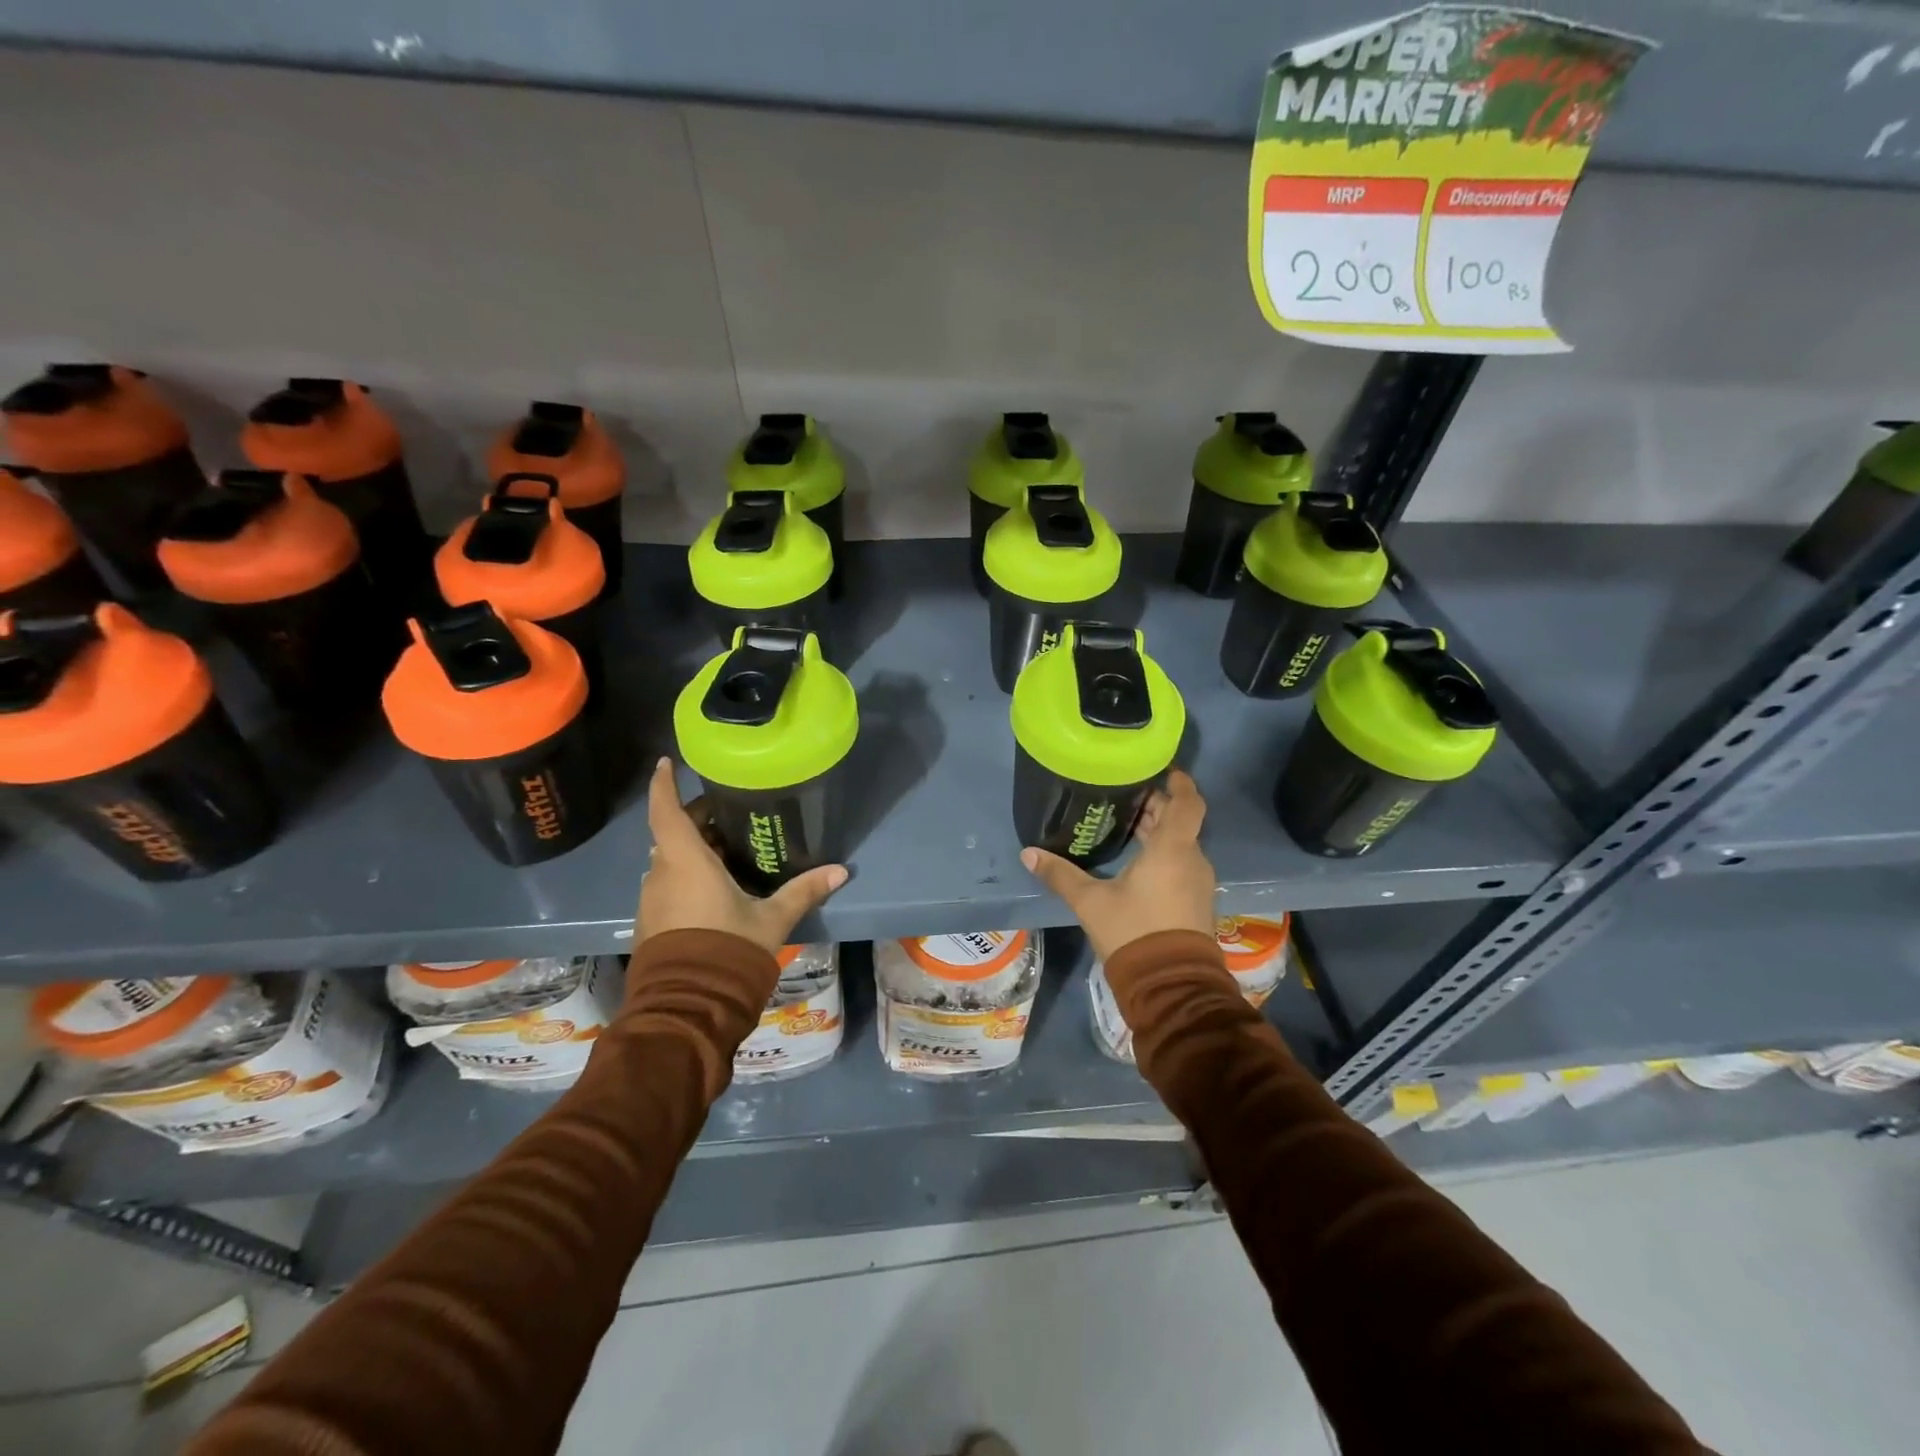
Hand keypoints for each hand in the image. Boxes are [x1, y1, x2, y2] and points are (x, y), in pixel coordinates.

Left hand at [638, 758, 847, 955]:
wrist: (688, 1006)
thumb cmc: (728, 948)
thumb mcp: (772, 919)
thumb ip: (803, 891)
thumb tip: (841, 871)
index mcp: (686, 861)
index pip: (666, 810)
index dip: (664, 784)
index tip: (667, 762)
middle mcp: (661, 873)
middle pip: (672, 833)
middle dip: (695, 819)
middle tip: (727, 812)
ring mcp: (652, 899)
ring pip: (669, 860)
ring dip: (692, 849)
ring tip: (727, 848)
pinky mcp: (651, 922)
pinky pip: (668, 883)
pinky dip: (686, 874)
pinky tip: (715, 885)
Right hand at [1020, 769, 1215, 963]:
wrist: (1169, 985)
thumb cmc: (1133, 931)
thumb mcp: (1090, 901)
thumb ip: (1060, 874)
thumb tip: (1028, 853)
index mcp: (1172, 849)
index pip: (1187, 803)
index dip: (1179, 783)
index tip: (1163, 770)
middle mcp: (1192, 860)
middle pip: (1180, 822)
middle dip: (1158, 807)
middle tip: (1128, 796)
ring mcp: (1198, 883)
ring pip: (1181, 844)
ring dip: (1160, 832)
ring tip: (1128, 824)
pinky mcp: (1197, 902)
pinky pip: (1182, 864)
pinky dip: (1165, 854)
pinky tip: (1138, 861)